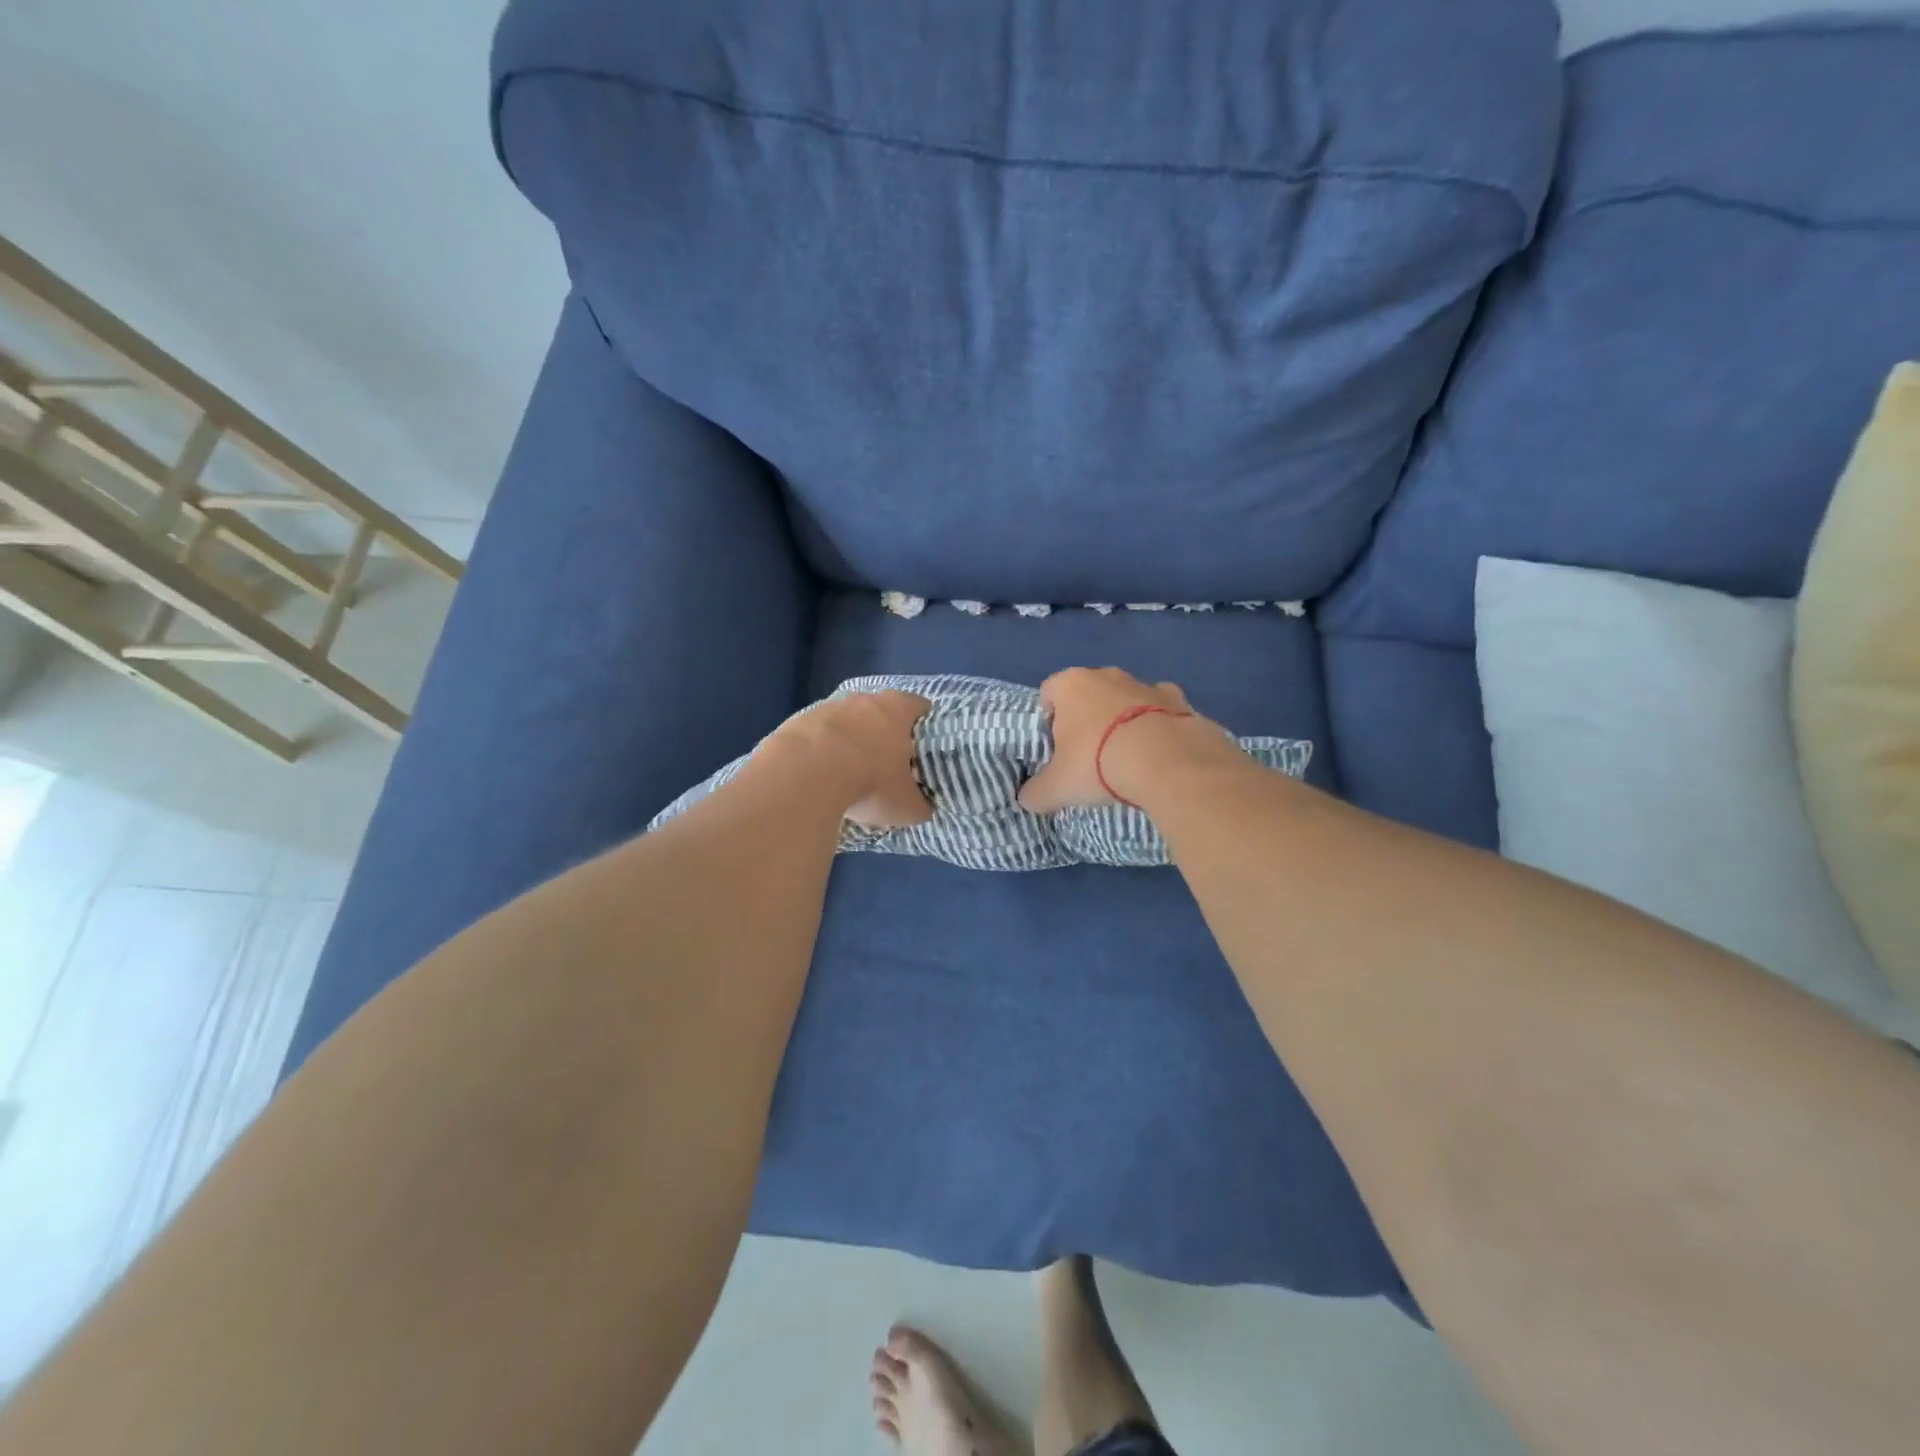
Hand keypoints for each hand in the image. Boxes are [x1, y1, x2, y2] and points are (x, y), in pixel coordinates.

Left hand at [765, 690, 933, 828]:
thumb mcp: (906, 806)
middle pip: (881, 710)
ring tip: (849, 772)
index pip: (920, 707)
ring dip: (850, 740)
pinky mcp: (797, 720)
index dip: (924, 726)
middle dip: (885, 733)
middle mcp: (864, 699)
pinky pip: (817, 734)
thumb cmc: (869, 782)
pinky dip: (820, 750)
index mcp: (898, 709)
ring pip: (847, 720)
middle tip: (888, 763)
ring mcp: (827, 706)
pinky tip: (818, 775)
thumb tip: (922, 807)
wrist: (804, 775)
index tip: (923, 747)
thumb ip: (920, 804)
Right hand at [1018, 668, 1218, 813]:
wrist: (1167, 762)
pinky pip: (1160, 709)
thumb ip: (1036, 792)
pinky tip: (1158, 753)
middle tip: (1089, 756)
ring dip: (1123, 720)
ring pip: (1125, 699)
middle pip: (1088, 693)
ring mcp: (1145, 683)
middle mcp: (1106, 674)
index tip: (1056, 748)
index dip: (1049, 720)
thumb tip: (1027, 800)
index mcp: (1070, 684)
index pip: (1048, 693)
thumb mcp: (1057, 787)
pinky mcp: (1178, 699)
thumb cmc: (1098, 763)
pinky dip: (1157, 725)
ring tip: (1126, 758)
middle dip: (1087, 719)